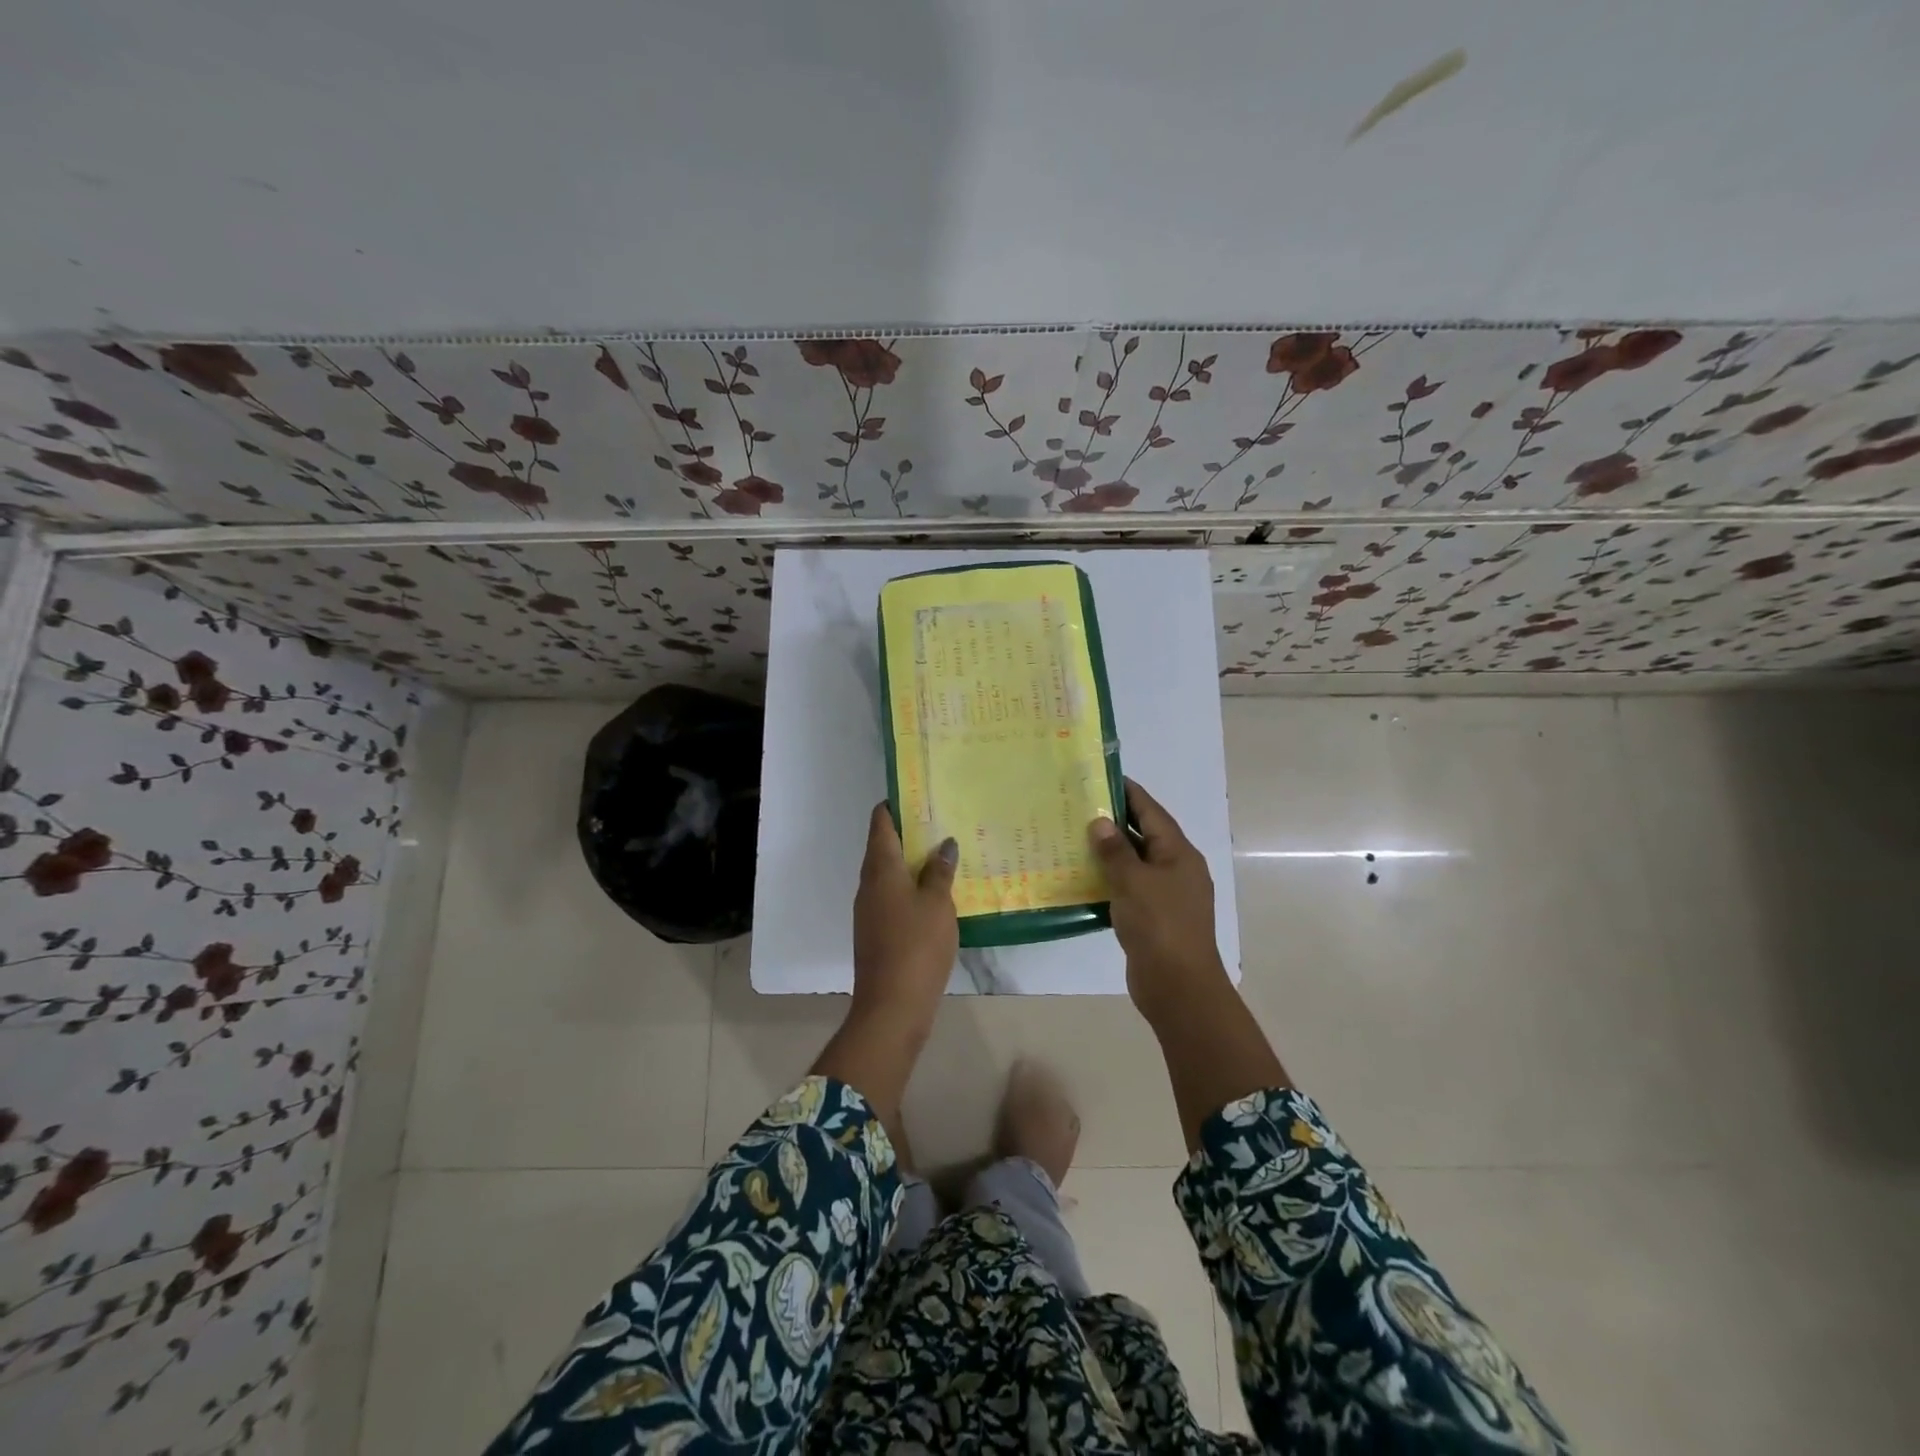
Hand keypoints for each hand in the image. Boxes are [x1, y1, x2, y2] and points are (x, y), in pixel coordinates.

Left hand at [851, 803, 957, 1037]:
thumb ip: (940, 872)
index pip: (880, 824)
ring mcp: (869, 909)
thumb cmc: (916, 946)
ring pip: (888, 873)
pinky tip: (935, 892)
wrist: (892, 1006)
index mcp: (880, 869)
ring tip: (943, 853)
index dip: (894, 805)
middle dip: (908, 832)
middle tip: (940, 821)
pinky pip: (892, 896)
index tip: (916, 794)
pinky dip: (910, 887)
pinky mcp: (876, 931)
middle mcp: (868, 884)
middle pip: (883, 847)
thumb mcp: (938, 904)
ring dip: (911, 862)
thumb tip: (945, 844)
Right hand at [1089, 778, 1226, 1023]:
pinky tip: (1082, 878)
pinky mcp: (1153, 918)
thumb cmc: (1160, 926)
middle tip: (1078, 807)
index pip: (1151, 812)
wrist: (1179, 987)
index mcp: (1178, 853)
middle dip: (1113, 822)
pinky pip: (1128, 889)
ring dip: (1108, 853)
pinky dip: (1109, 880)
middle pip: (1143, 835)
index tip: (1101, 777)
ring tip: (1073, 838)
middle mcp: (1175, 869)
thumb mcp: (1134, 882)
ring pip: (1134, 864)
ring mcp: (1165, 895)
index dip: (1128, 793)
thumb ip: (1115, 851)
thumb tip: (1100, 821)